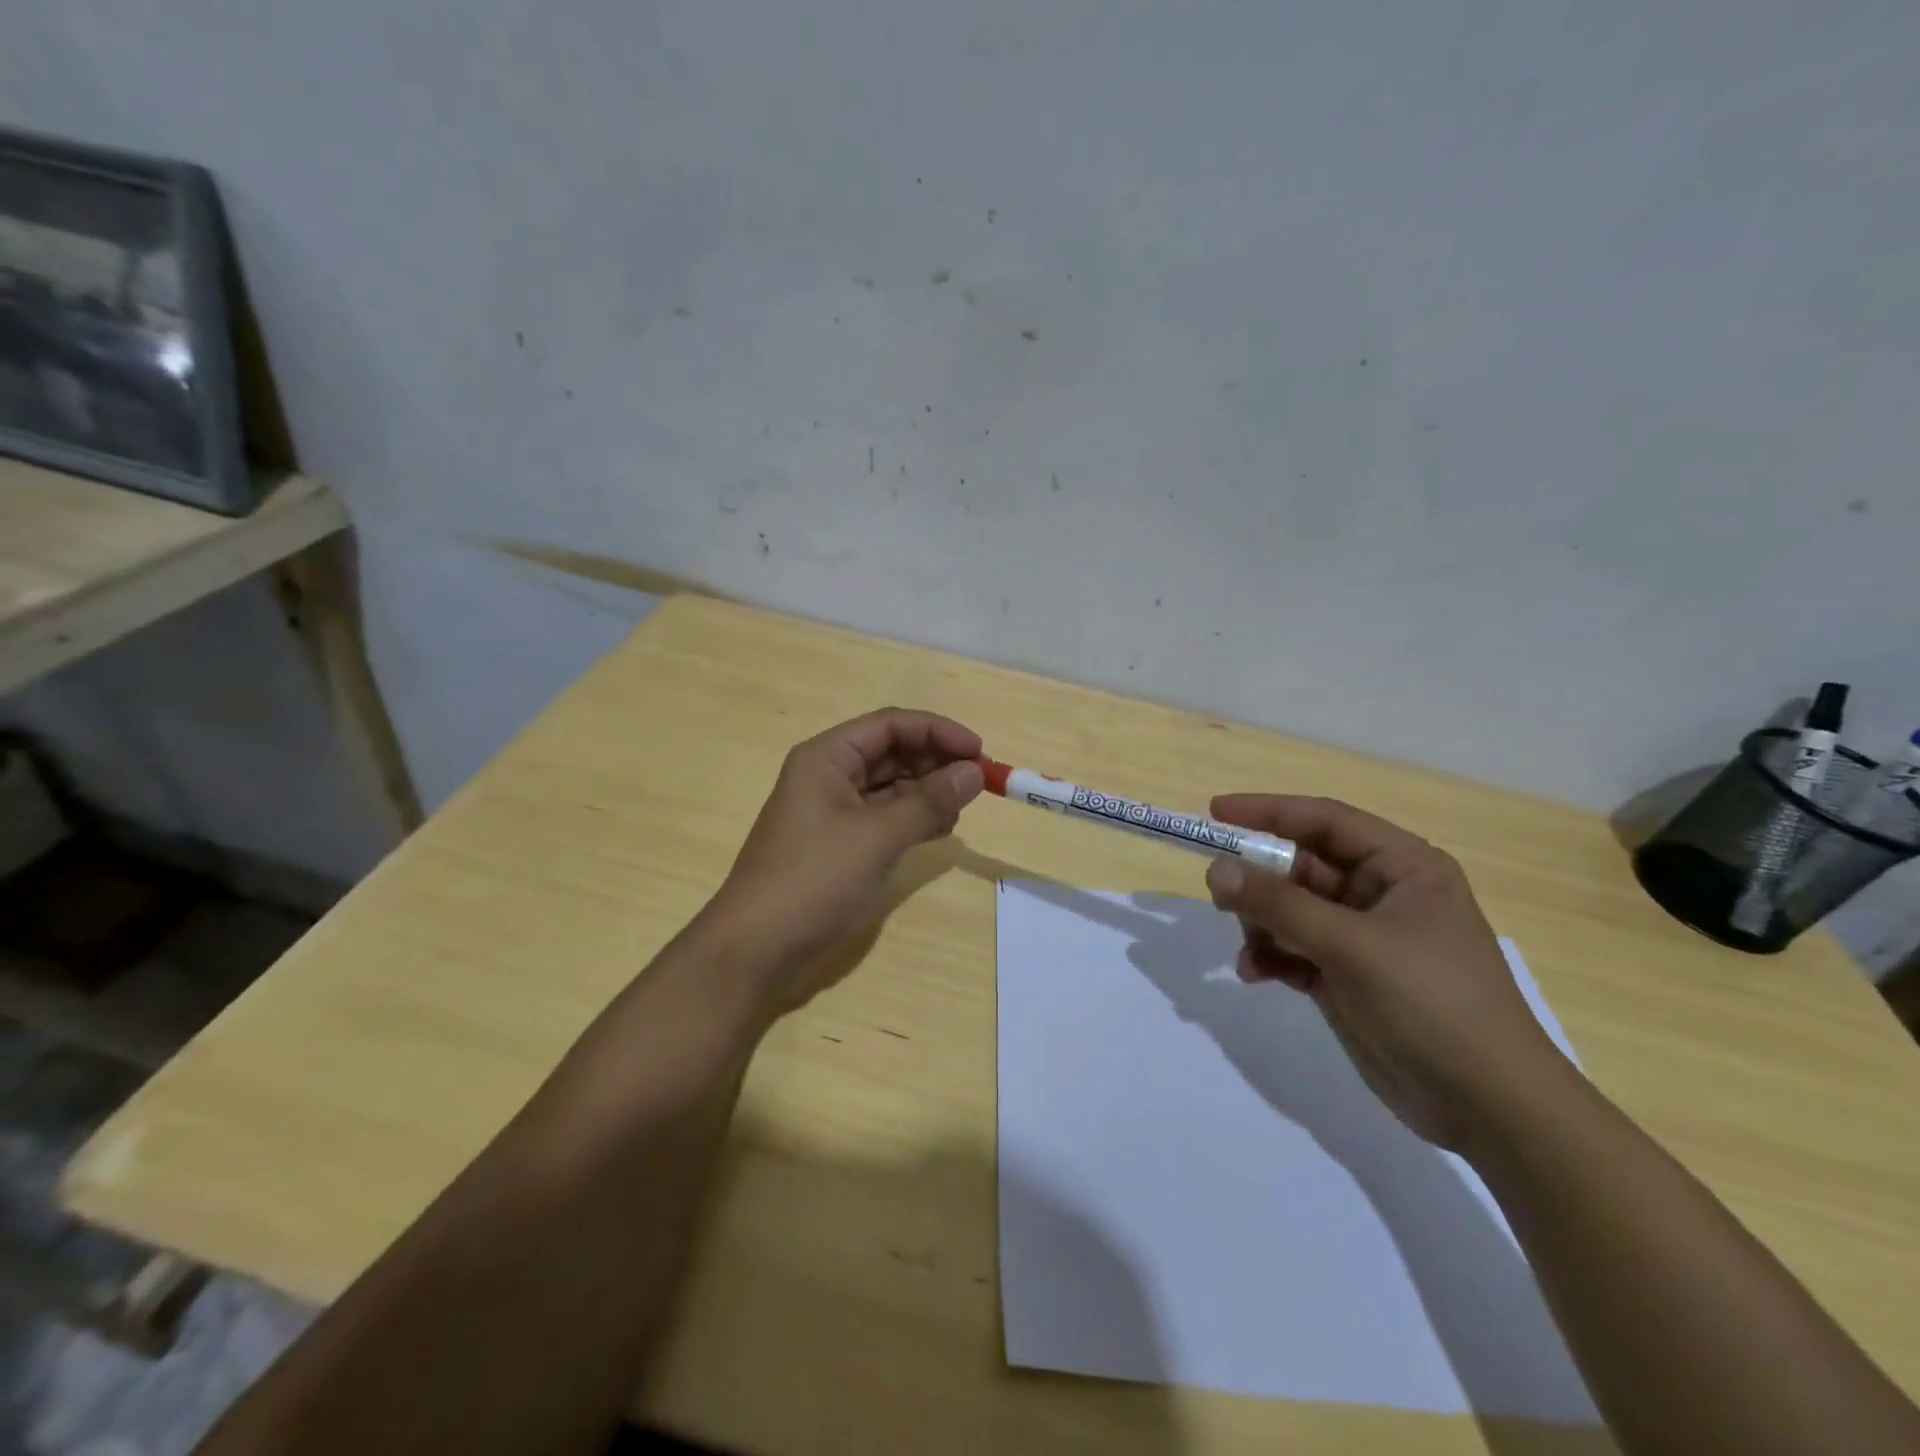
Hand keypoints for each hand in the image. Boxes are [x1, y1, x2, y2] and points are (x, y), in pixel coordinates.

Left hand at [697, 709, 985, 1013]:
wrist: (757, 949)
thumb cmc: (813, 879)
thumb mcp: (877, 836)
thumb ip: (929, 801)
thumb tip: (975, 772)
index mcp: (827, 757)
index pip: (891, 725)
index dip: (938, 731)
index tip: (979, 751)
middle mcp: (830, 776)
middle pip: (892, 752)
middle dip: (936, 762)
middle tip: (979, 782)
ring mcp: (833, 812)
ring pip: (891, 786)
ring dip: (928, 792)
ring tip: (962, 809)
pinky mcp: (840, 845)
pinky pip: (885, 818)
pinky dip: (914, 819)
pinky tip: (941, 831)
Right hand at [1202, 795, 1574, 1150]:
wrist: (1489, 1108)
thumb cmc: (1432, 1004)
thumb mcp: (1351, 946)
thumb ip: (1279, 905)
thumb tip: (1216, 869)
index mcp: (1402, 867)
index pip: (1324, 820)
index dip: (1268, 811)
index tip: (1215, 813)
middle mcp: (1382, 893)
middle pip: (1302, 865)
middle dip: (1259, 879)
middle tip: (1218, 894)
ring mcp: (1364, 937)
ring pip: (1292, 908)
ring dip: (1262, 924)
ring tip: (1248, 949)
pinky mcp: (1349, 976)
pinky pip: (1294, 948)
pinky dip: (1271, 956)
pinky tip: (1256, 975)